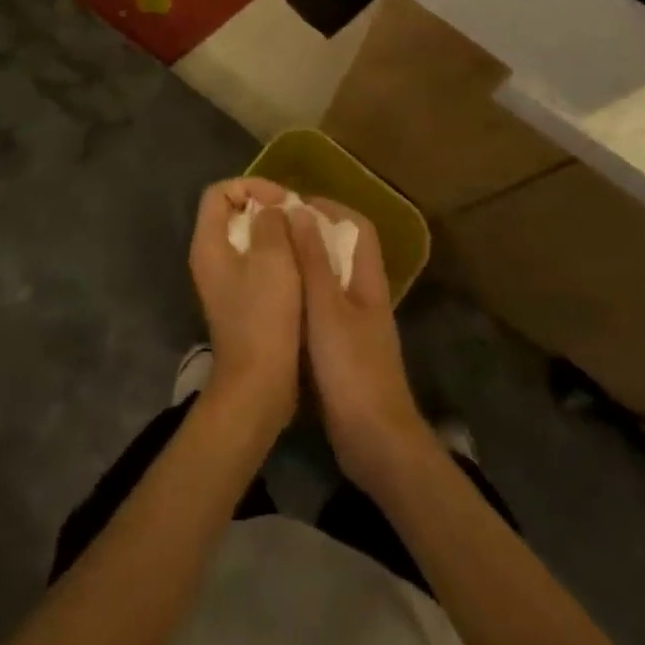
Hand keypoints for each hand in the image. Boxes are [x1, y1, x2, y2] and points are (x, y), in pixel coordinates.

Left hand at [189, 178, 302, 435]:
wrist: (258, 382)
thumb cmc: (264, 314)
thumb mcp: (273, 258)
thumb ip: (271, 223)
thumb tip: (271, 211)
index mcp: (209, 243)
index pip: (219, 192)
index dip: (252, 186)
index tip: (282, 200)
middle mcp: (209, 257)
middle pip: (231, 213)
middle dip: (265, 207)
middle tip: (296, 215)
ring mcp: (223, 281)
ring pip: (246, 238)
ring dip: (274, 232)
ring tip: (302, 236)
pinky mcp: (239, 300)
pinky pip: (254, 263)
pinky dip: (275, 256)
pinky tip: (300, 264)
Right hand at [287, 199, 430, 494]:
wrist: (374, 441)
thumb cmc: (351, 367)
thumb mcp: (327, 309)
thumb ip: (314, 261)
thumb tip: (301, 211)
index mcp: (368, 280)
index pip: (358, 228)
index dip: (331, 208)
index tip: (295, 203)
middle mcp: (364, 296)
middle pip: (343, 251)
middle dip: (312, 234)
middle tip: (274, 229)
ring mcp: (355, 325)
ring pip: (330, 281)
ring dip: (304, 265)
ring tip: (270, 257)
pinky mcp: (342, 351)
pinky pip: (321, 310)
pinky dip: (301, 298)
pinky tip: (276, 303)